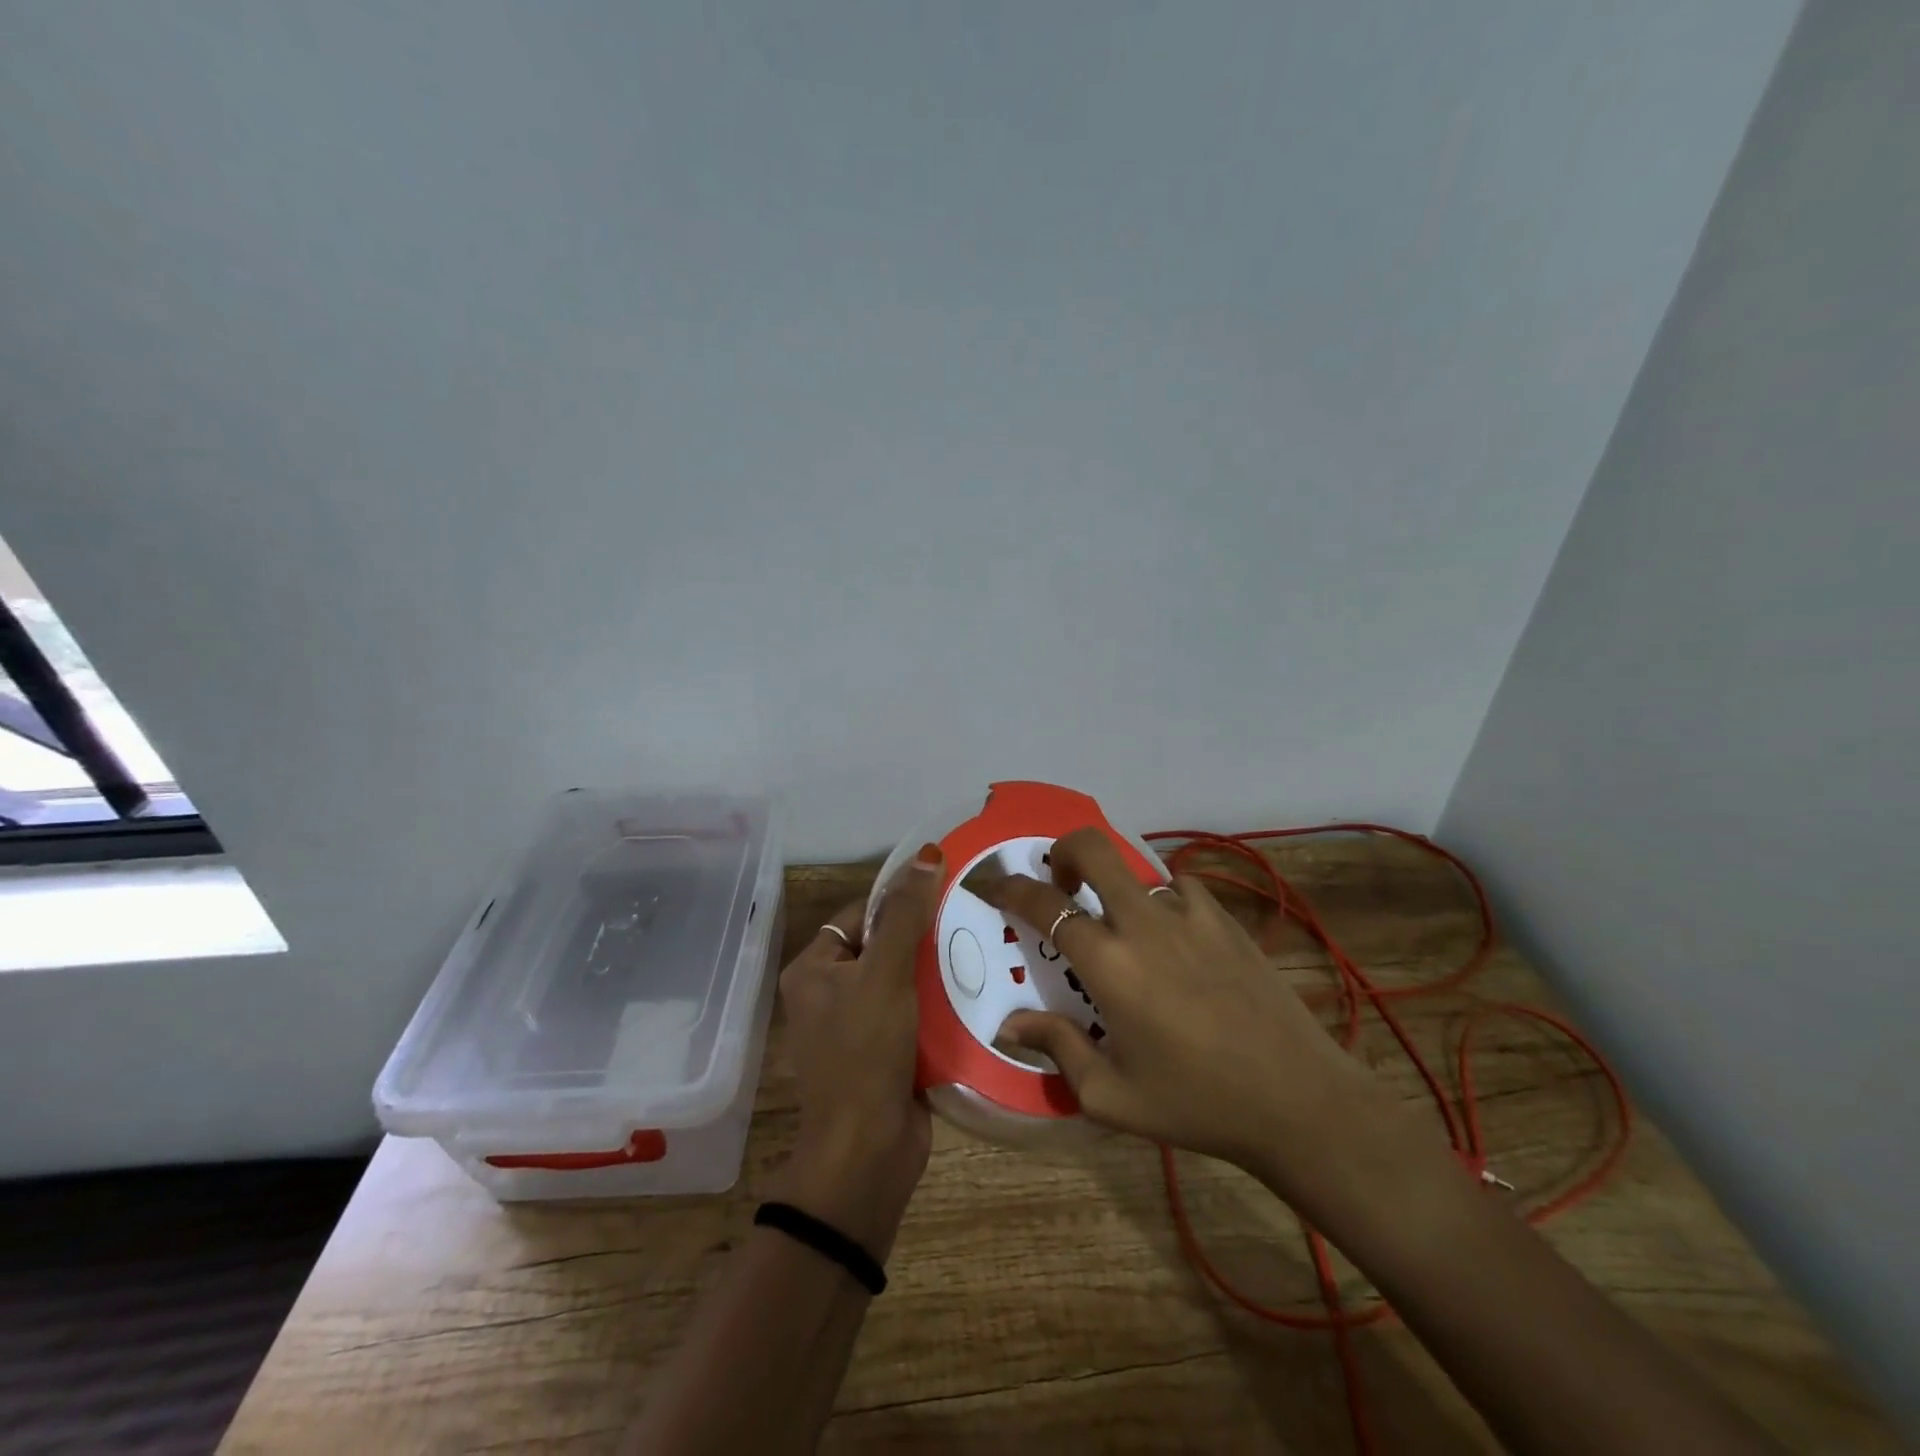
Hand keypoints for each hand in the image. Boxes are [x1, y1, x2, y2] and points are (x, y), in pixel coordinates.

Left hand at [770, 844, 942, 1260]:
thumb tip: (925, 853)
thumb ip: (905, 915)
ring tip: (981, 946)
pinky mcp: (886, 1052)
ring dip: (936, 969)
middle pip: (884, 946)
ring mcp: (858, 1026)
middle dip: (923, 936)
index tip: (943, 890)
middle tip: (970, 918)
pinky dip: (939, 1003)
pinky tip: (976, 988)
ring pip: (903, 980)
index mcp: (813, 969)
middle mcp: (830, 994)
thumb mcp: (885, 974)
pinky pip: (914, 1012)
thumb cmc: (865, 1053)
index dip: (898, 901)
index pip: (860, 915)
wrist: (868, 1153)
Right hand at [977, 829, 1402, 1197]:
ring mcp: (1190, 914)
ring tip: (1120, 922)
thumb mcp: (1112, 1095)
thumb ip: (1058, 1049)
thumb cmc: (1195, 1102)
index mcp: (1109, 964)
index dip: (1011, 888)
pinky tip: (1172, 937)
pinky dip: (1162, 900)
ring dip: (1117, 883)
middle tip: (1060, 881)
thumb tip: (1011, 1024)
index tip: (995, 885)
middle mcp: (1143, 924)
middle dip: (1063, 850)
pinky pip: (1180, 889)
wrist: (1297, 1098)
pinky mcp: (1226, 920)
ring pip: (1139, 868)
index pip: (1044, 905)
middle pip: (1093, 848)